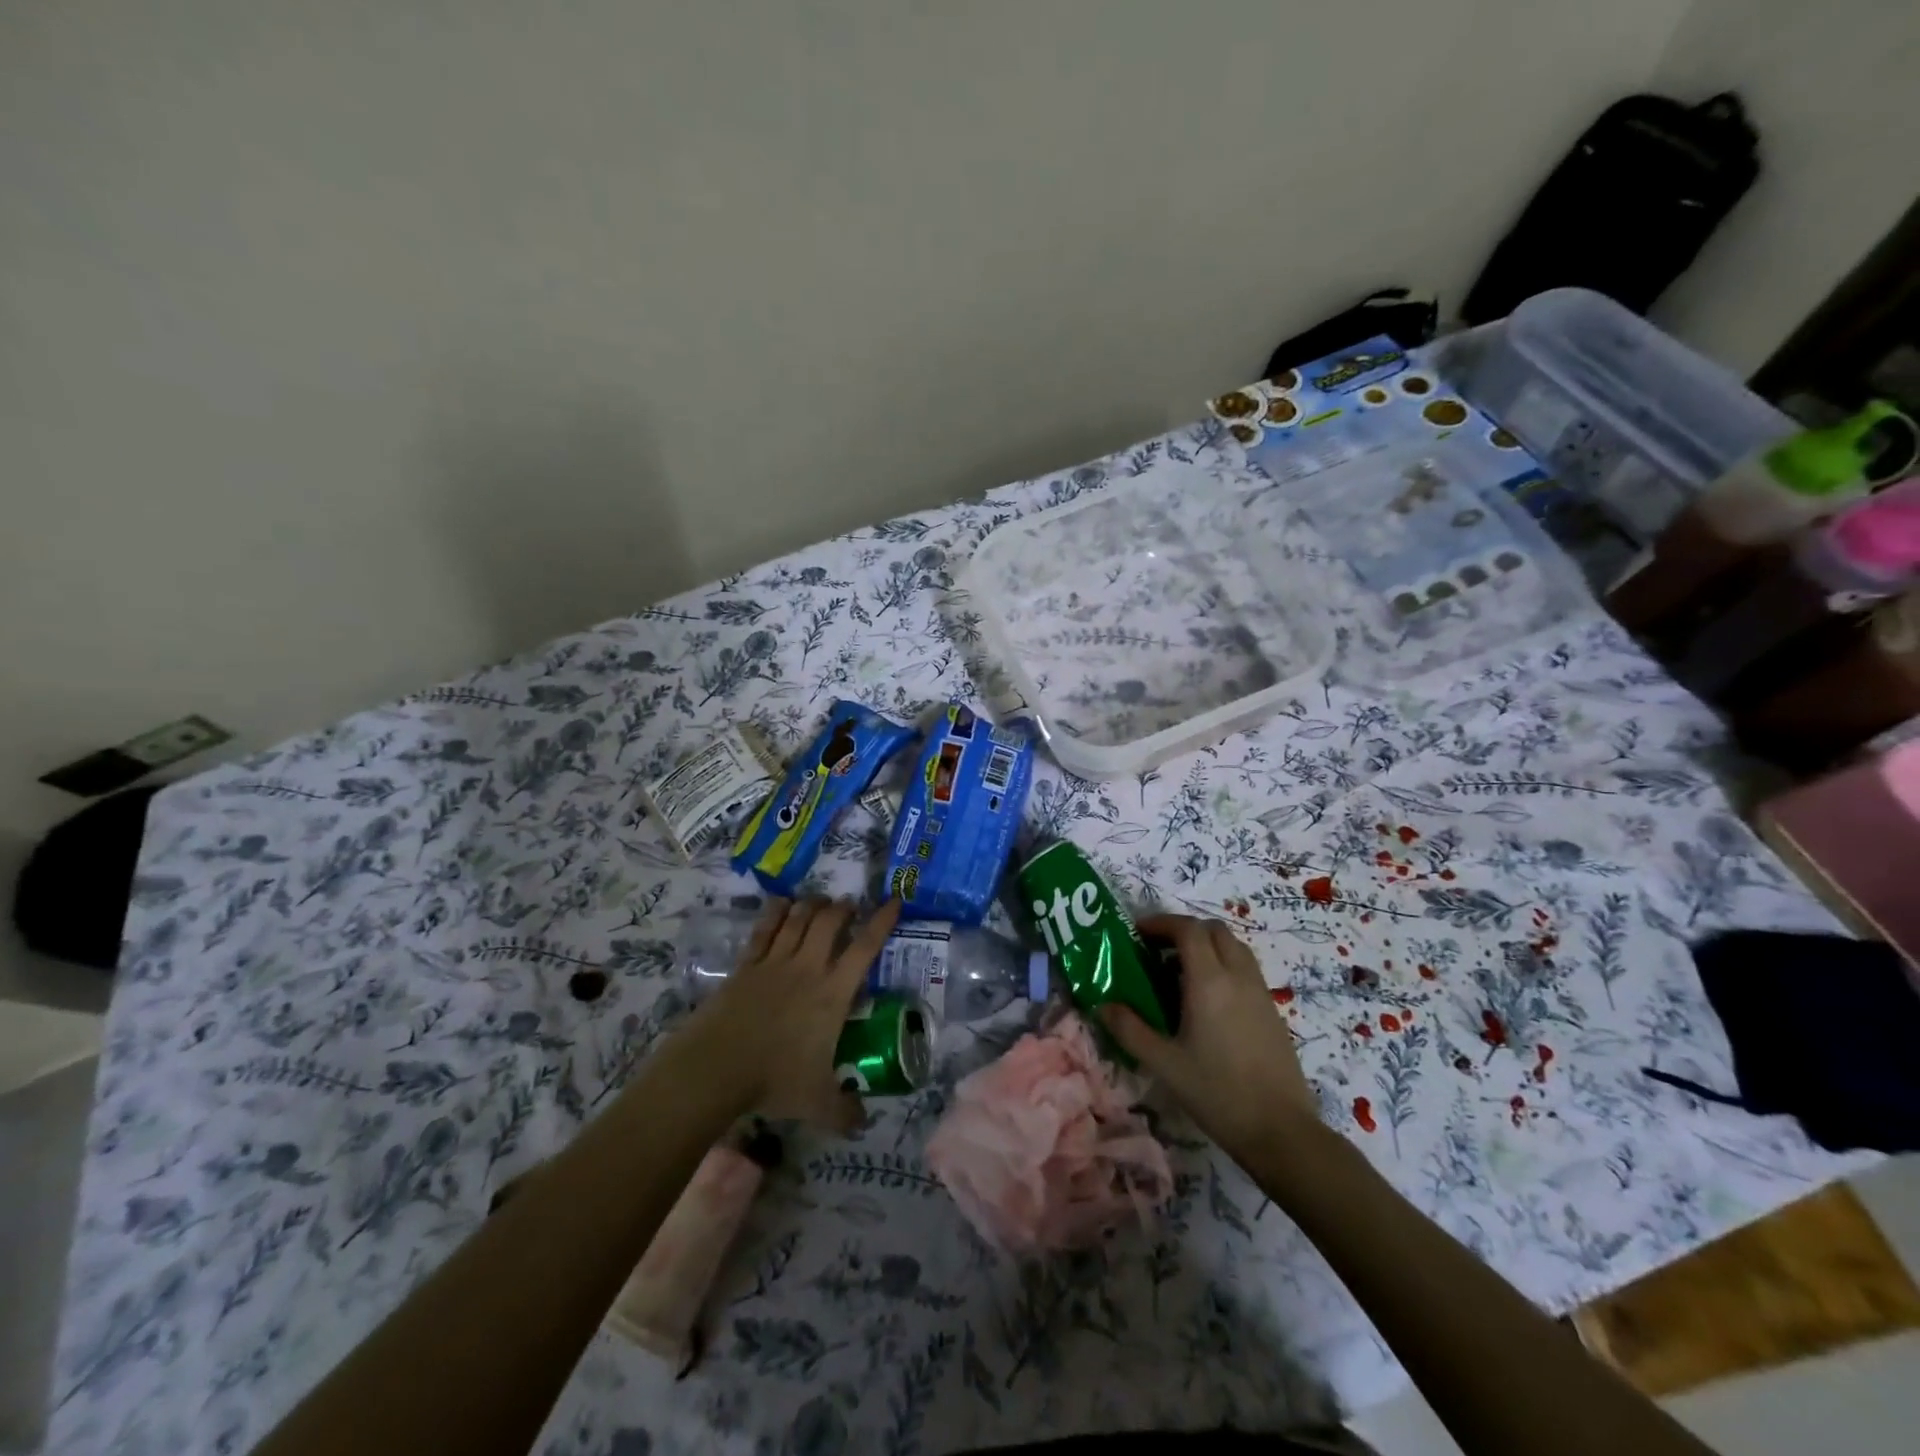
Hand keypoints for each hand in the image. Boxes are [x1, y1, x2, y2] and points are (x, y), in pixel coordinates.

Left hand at [683, 897, 900, 1132]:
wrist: (715, 1068)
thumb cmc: (774, 1080)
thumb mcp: (817, 1104)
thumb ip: (844, 1112)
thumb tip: (862, 1124)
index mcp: (832, 993)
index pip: (865, 948)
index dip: (882, 921)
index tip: (894, 901)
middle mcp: (807, 968)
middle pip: (830, 921)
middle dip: (844, 908)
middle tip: (850, 907)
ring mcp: (775, 962)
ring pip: (798, 918)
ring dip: (813, 905)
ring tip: (820, 902)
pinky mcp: (746, 965)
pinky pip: (765, 929)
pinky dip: (777, 911)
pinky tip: (782, 903)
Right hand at [1101, 914, 1318, 1161]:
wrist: (1281, 1131)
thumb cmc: (1217, 1092)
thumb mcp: (1163, 1063)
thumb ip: (1129, 1029)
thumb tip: (1103, 1005)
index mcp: (1210, 981)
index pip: (1188, 929)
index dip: (1161, 923)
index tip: (1138, 934)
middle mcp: (1238, 976)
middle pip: (1214, 930)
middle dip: (1184, 930)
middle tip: (1158, 950)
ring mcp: (1260, 992)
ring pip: (1234, 947)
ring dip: (1206, 946)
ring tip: (1180, 972)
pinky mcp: (1272, 1011)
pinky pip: (1245, 969)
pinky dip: (1223, 966)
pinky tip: (1207, 1001)